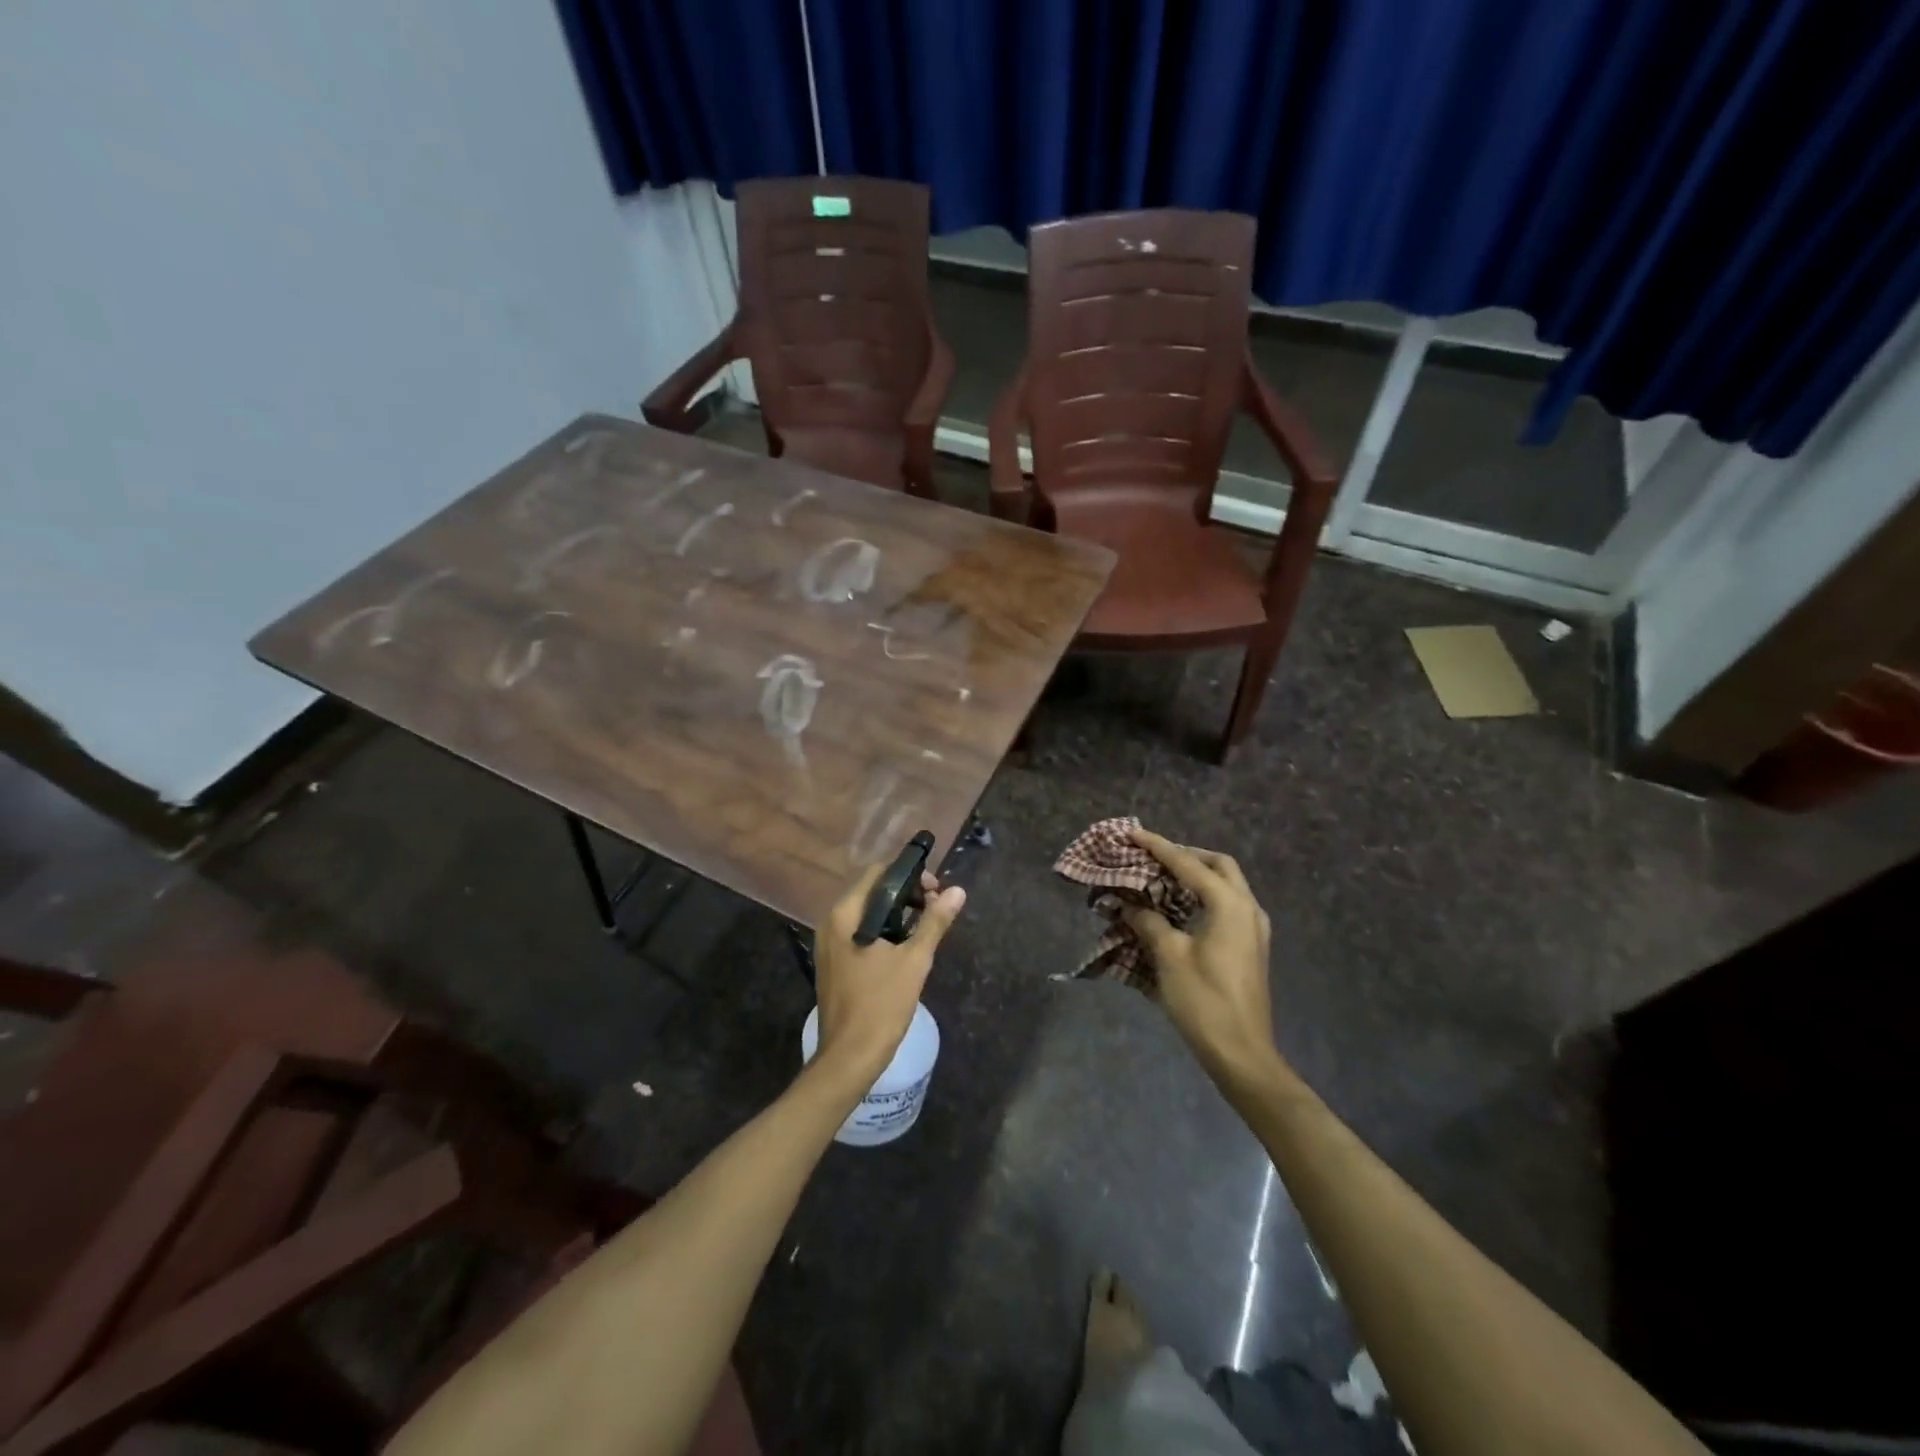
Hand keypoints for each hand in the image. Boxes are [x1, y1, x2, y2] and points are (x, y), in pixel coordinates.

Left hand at [811, 861, 965, 1087]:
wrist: (849, 1057)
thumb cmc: (881, 1004)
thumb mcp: (914, 960)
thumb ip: (934, 922)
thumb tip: (957, 891)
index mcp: (846, 915)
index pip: (878, 873)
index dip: (909, 875)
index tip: (935, 891)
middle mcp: (831, 922)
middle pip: (871, 890)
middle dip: (905, 893)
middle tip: (934, 908)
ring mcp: (829, 943)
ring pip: (866, 912)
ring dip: (895, 912)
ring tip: (924, 926)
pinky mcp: (833, 961)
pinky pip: (859, 932)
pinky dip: (882, 929)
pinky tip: (903, 945)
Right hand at [1122, 828, 1276, 1085]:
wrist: (1242, 1053)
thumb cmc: (1204, 1001)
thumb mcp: (1169, 957)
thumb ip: (1148, 922)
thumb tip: (1128, 904)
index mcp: (1229, 905)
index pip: (1188, 864)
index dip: (1158, 847)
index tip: (1133, 834)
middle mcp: (1247, 909)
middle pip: (1219, 866)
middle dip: (1186, 856)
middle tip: (1155, 858)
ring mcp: (1254, 929)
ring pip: (1227, 885)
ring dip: (1196, 876)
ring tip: (1162, 879)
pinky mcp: (1250, 947)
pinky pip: (1228, 906)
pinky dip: (1204, 897)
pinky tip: (1180, 910)